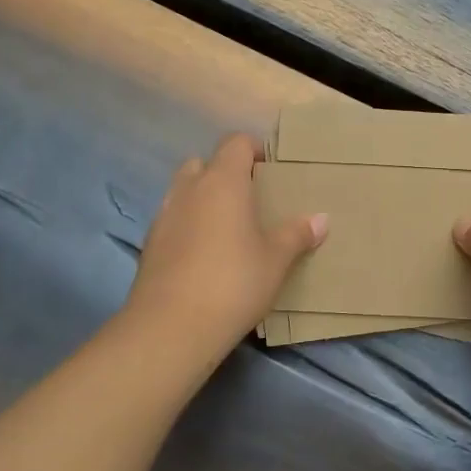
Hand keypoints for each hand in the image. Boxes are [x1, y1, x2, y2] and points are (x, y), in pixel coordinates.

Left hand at [127, 134, 326, 349]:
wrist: (171, 327)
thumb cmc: (233, 283)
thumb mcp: (276, 260)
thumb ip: (296, 235)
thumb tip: (321, 219)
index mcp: (222, 182)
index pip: (235, 143)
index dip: (253, 150)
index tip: (271, 170)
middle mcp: (189, 190)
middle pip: (204, 163)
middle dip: (224, 173)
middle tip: (250, 199)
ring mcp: (163, 217)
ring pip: (184, 192)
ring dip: (204, 200)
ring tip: (229, 228)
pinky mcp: (149, 246)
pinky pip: (173, 221)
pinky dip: (189, 227)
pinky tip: (206, 256)